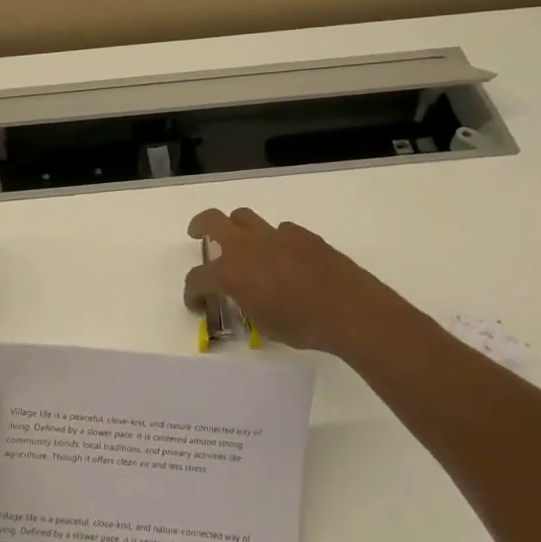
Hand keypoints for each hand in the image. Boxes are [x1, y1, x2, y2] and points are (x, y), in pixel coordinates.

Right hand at [184, 207, 426, 356]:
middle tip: (197, 234)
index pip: (198, 278)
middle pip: (212, 221)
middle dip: (200, 226)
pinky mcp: (302, 234)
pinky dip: (275, 240)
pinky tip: (286, 258)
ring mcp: (275, 235)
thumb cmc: (301, 325)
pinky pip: (280, 230)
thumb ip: (247, 305)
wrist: (348, 309)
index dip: (192, 293)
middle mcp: (247, 246)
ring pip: (245, 217)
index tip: (196, 304)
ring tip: (242, 243)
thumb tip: (247, 298)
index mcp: (231, 272)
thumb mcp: (263, 324)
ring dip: (236, 227)